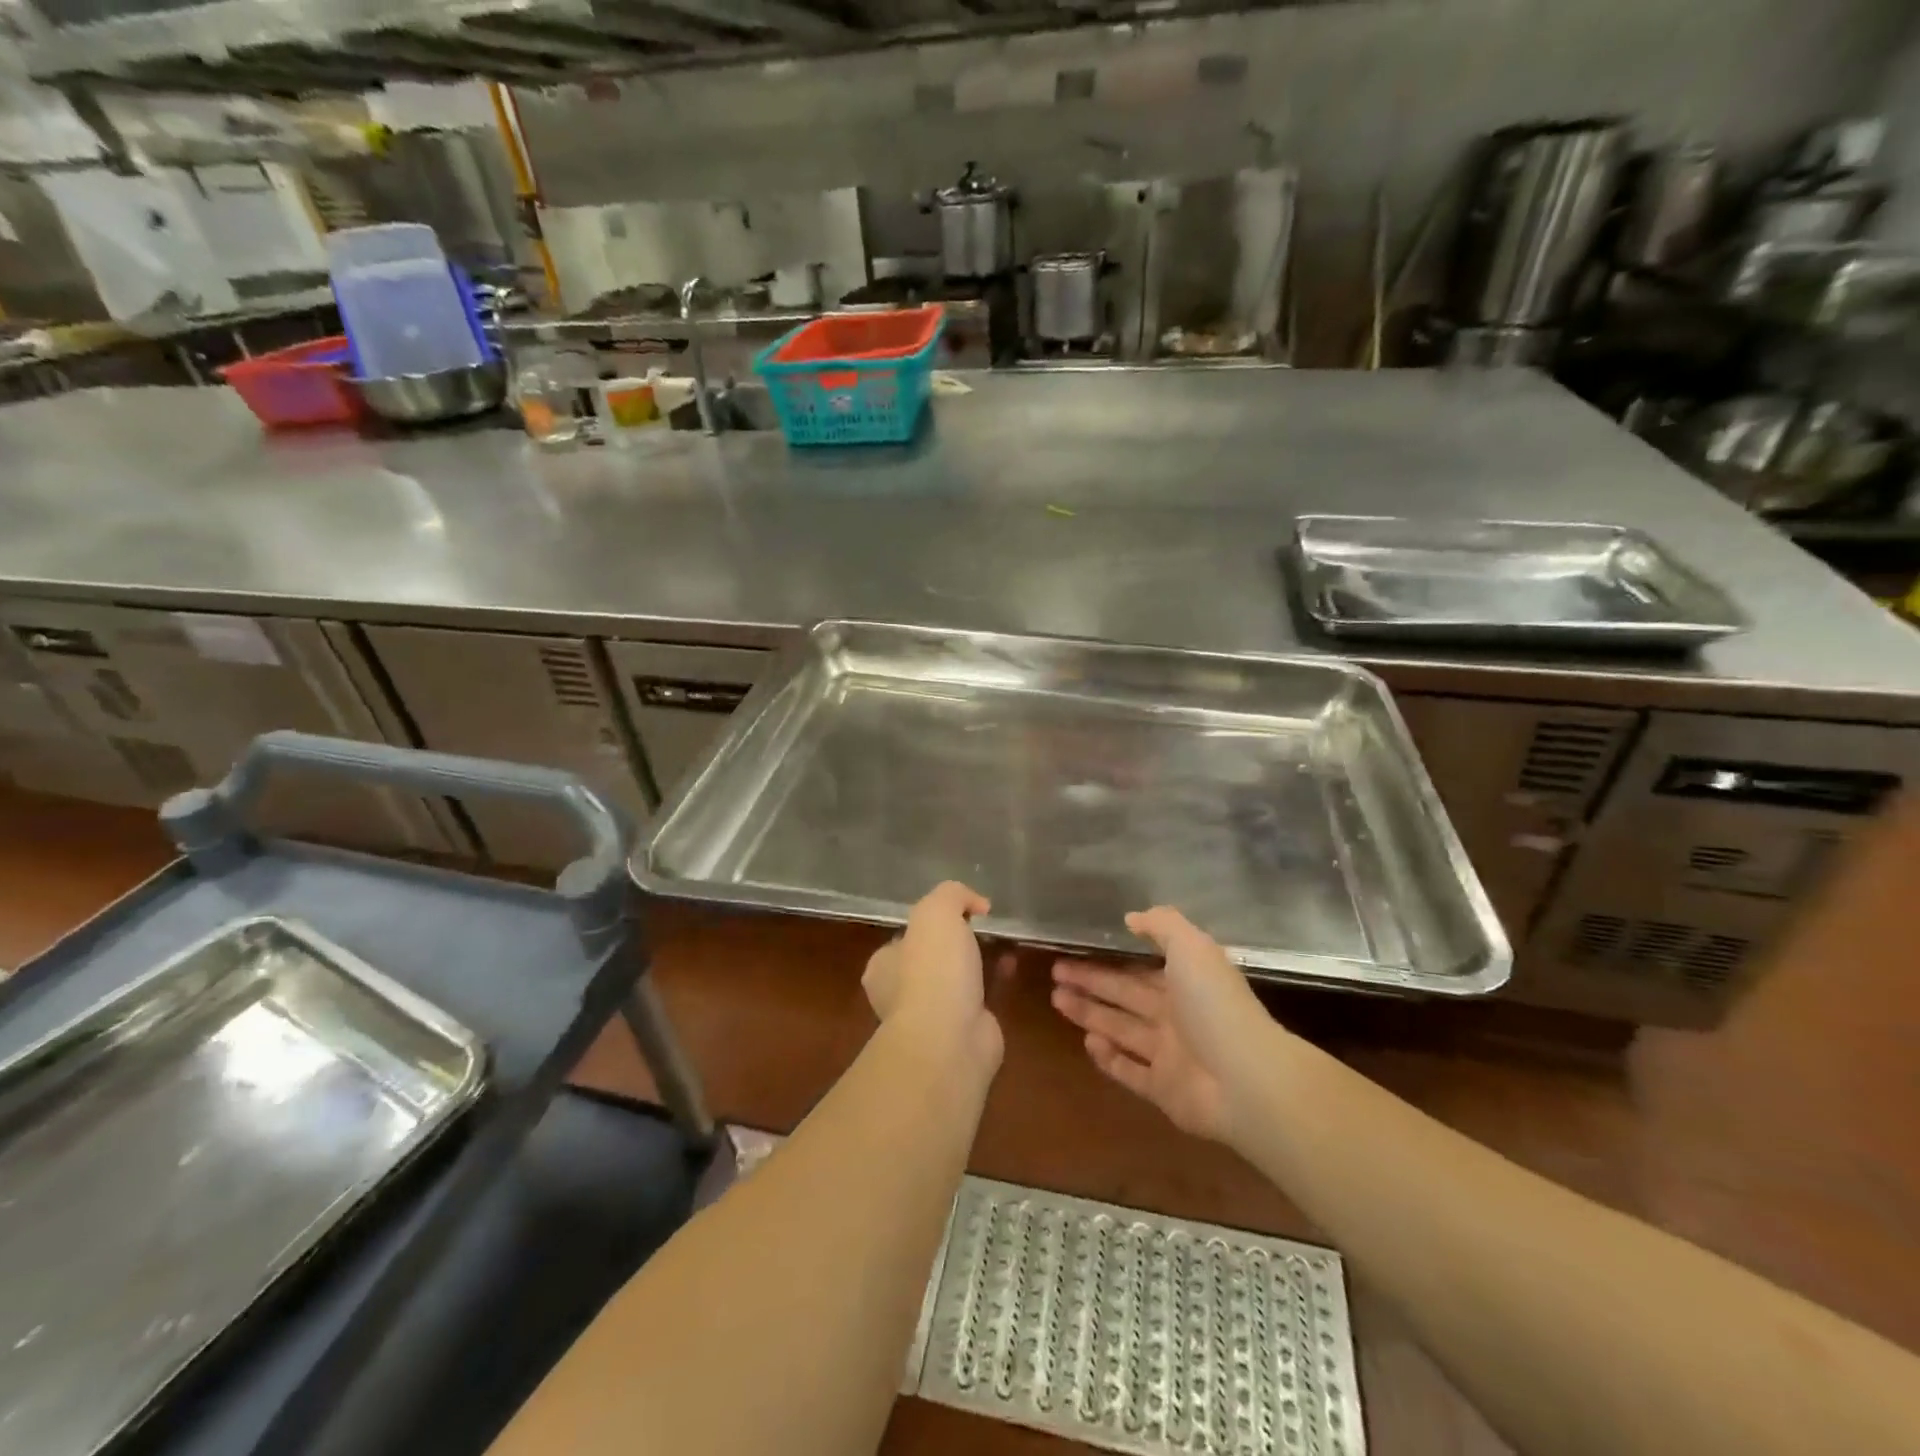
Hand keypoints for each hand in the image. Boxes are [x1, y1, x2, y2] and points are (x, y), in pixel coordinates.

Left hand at [863, 881, 999, 1062]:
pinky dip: (995, 982)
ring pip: (957, 979)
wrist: (951, 1040)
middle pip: (932, 958)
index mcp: (883, 966)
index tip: (960, 914)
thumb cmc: (933, 970)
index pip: (905, 937)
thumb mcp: (936, 911)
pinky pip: (980, 998)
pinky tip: (1012, 967)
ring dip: (979, 962)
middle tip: (985, 928)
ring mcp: (932, 1017)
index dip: (931, 922)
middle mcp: (900, 993)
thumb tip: (976, 904)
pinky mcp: (963, 1032)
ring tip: (1005, 943)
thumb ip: (952, 894)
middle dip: (958, 944)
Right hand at [1051, 907, 1271, 1143]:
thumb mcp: (1192, 947)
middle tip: (1055, 971)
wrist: (1245, 1079)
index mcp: (1185, 982)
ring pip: (1121, 1029)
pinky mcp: (1163, 1090)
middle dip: (1090, 982)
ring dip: (1090, 1014)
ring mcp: (1169, 1055)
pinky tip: (1087, 1043)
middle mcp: (1176, 1016)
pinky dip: (1109, 1059)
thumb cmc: (1214, 1005)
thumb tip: (1131, 917)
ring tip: (1056, 999)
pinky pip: (1130, 1071)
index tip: (1077, 949)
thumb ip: (1162, 926)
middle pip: (1124, 996)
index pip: (1139, 968)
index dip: (1109, 958)